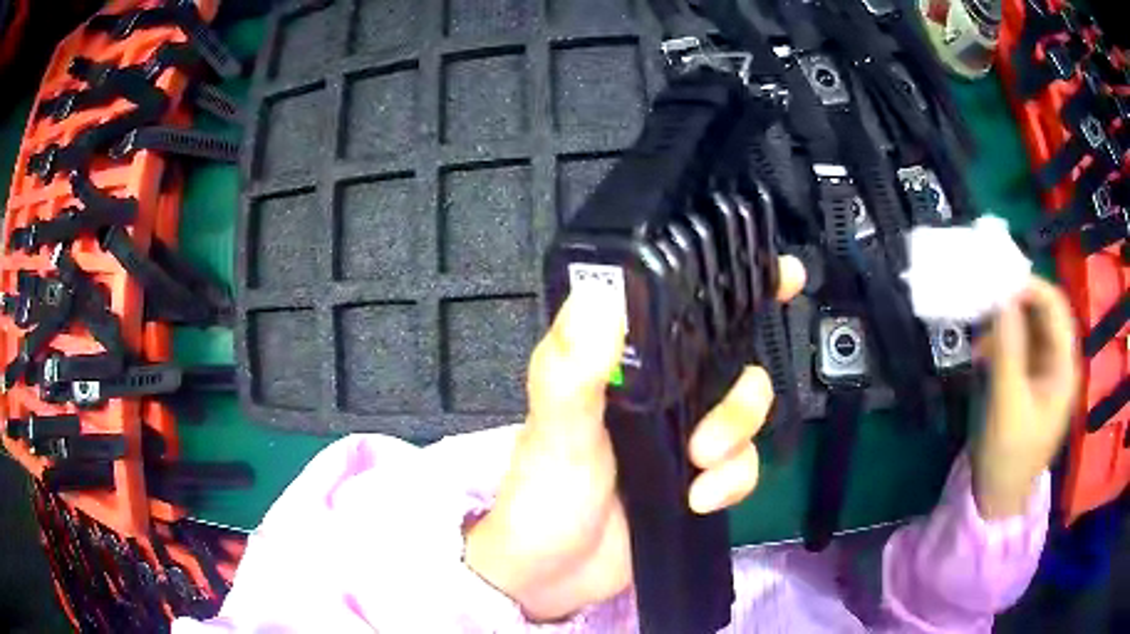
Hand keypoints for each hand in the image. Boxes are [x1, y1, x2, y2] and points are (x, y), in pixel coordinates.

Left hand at [465, 256, 805, 620]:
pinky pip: (743, 465)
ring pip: (747, 412)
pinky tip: (699, 499)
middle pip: (733, 362)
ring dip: (737, 438)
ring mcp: (683, 435)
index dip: (730, 285)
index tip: (782, 276)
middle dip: (743, 391)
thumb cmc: (542, 497)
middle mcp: (661, 391)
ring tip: (700, 466)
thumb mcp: (554, 431)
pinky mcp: (699, 478)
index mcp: (624, 365)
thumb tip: (599, 296)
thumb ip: (570, 370)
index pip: (679, 308)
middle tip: (709, 434)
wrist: (553, 575)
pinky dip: (734, 480)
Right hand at [975, 276, 1078, 519]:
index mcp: (1064, 366)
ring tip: (978, 332)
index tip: (998, 282)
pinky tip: (981, 353)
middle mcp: (1058, 362)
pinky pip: (1017, 347)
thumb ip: (1008, 349)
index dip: (1031, 287)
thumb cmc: (1008, 456)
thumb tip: (1000, 296)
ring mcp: (1043, 372)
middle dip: (1015, 302)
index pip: (1056, 307)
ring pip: (1028, 328)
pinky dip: (1000, 341)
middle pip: (1042, 313)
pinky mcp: (1027, 382)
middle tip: (984, 299)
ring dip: (1004, 322)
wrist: (997, 499)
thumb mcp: (1007, 403)